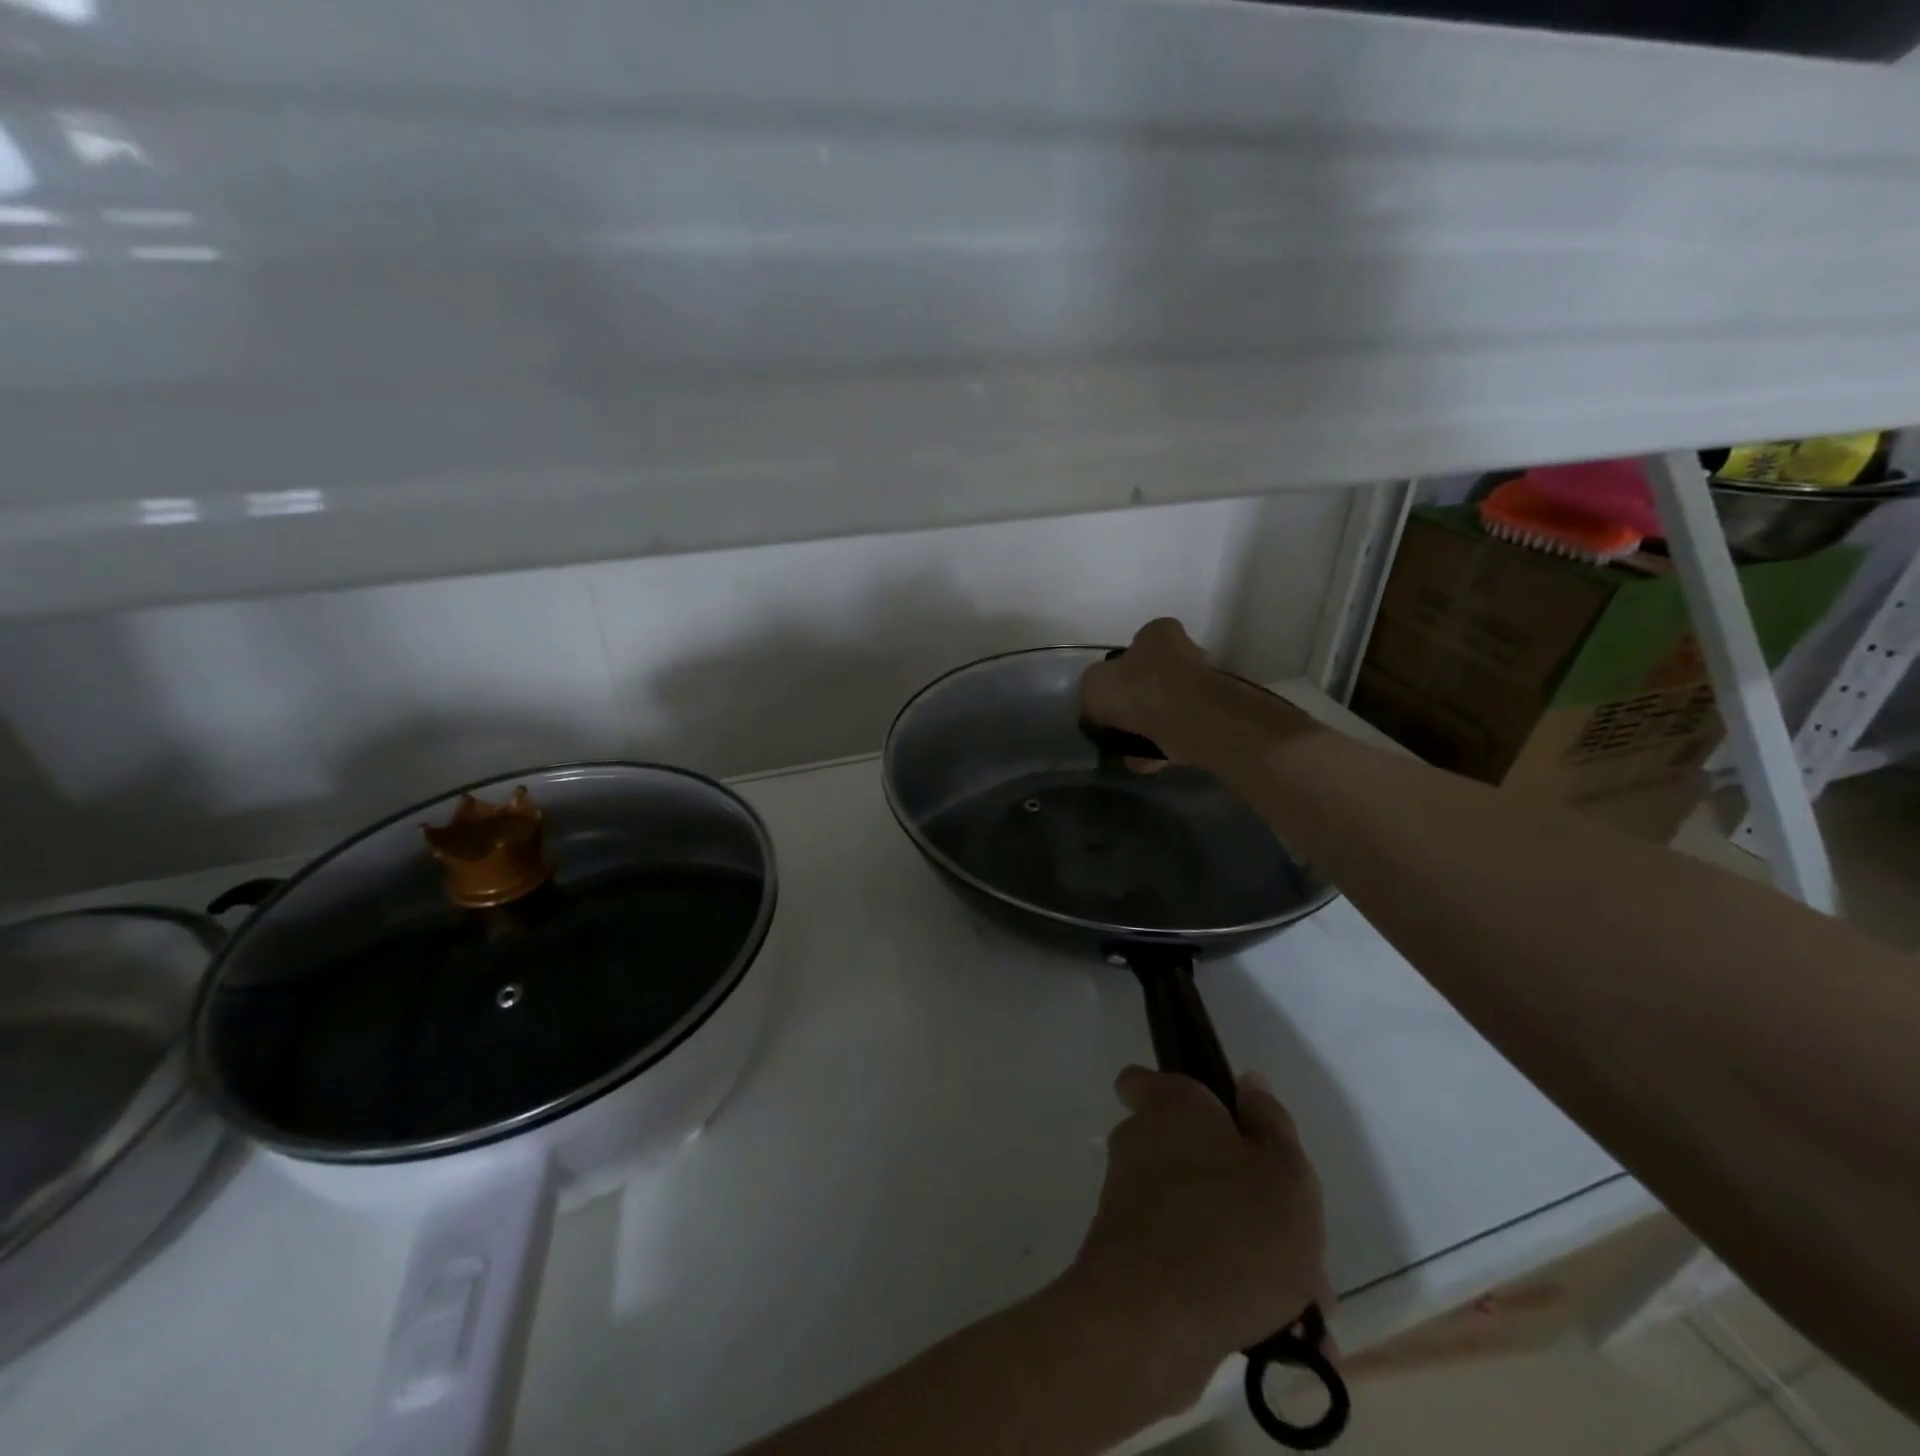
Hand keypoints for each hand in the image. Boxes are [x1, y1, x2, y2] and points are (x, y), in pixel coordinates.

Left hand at [1064, 1066, 1329, 1388]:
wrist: (1155, 1319)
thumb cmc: (1233, 1226)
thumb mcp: (1284, 1170)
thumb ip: (1271, 1124)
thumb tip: (1248, 1084)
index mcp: (1169, 1107)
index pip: (1144, 1081)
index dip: (1177, 1097)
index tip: (1220, 1123)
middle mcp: (1140, 1144)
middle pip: (1193, 1157)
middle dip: (1246, 1198)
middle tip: (1299, 1246)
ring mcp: (1129, 1202)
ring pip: (1200, 1215)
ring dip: (1247, 1252)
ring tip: (1305, 1310)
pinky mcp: (1129, 1259)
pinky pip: (1187, 1262)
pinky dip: (1226, 1289)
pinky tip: (1281, 1338)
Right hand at [1081, 619, 1213, 761]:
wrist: (1187, 719)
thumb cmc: (1138, 688)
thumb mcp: (1094, 684)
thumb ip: (1092, 693)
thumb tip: (1096, 710)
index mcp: (1158, 634)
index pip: (1137, 646)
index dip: (1119, 670)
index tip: (1108, 695)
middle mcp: (1186, 653)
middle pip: (1152, 680)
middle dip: (1134, 705)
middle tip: (1115, 726)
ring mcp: (1201, 687)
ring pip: (1164, 709)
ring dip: (1145, 730)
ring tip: (1126, 751)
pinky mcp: (1209, 717)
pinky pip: (1176, 732)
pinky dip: (1160, 746)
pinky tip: (1143, 761)